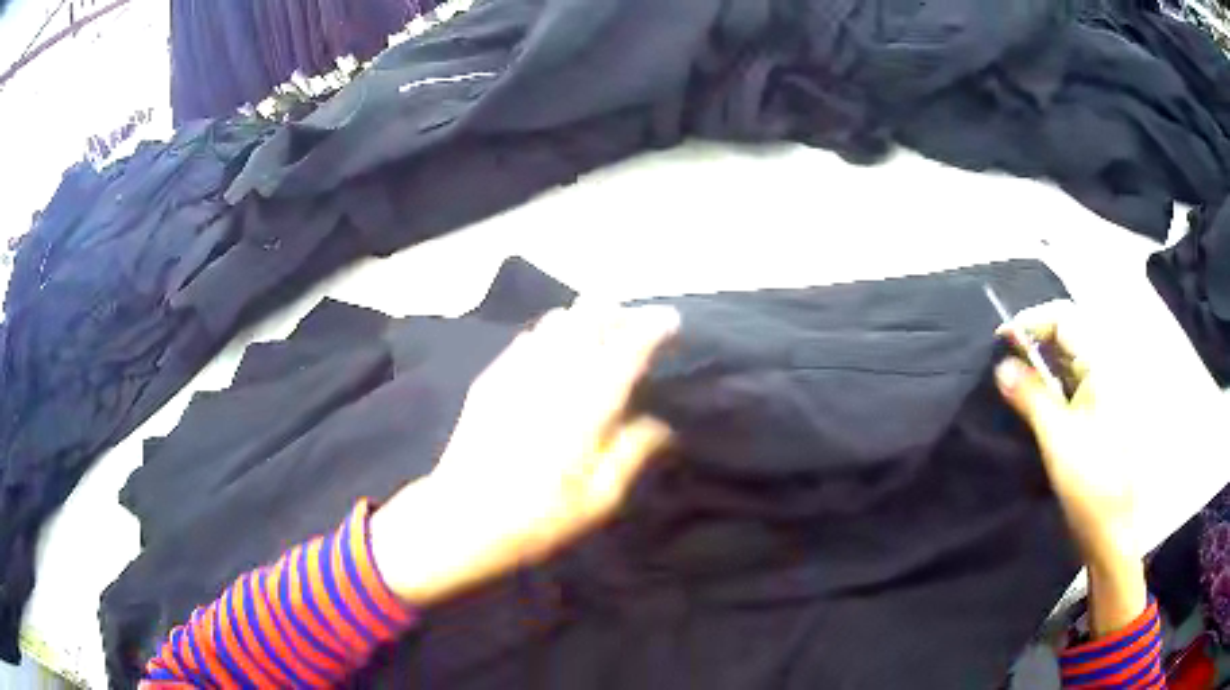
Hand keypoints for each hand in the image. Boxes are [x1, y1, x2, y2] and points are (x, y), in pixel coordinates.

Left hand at [371, 304, 678, 606]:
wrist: (462, 518)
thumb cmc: (539, 517)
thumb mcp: (600, 499)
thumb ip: (633, 452)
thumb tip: (661, 425)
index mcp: (588, 404)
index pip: (628, 347)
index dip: (653, 327)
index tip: (670, 321)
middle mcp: (555, 375)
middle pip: (589, 317)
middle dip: (617, 313)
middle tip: (633, 325)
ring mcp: (517, 371)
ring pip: (557, 321)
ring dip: (584, 319)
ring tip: (597, 333)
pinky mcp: (491, 378)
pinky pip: (528, 339)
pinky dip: (550, 334)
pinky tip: (553, 352)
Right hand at [994, 300, 1145, 634]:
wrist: (1112, 529)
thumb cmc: (1090, 481)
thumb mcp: (1057, 438)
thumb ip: (1030, 396)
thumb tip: (1001, 366)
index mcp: (1102, 365)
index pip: (1063, 318)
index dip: (1031, 322)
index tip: (1001, 343)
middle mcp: (1106, 368)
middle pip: (1067, 333)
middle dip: (1034, 341)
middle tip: (1004, 363)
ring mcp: (1104, 391)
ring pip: (1069, 358)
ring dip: (1040, 363)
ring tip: (1014, 382)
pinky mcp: (1098, 412)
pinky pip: (1072, 382)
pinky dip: (1051, 384)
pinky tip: (1034, 402)